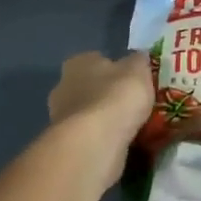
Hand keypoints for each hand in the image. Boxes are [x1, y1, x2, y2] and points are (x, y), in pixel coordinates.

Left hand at [48, 51, 153, 186]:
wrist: (96, 142)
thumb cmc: (117, 97)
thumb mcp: (138, 70)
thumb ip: (139, 61)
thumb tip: (139, 57)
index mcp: (78, 63)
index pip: (97, 59)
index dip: (116, 69)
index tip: (133, 80)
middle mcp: (63, 86)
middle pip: (90, 87)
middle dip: (108, 94)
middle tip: (133, 104)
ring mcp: (61, 117)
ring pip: (89, 113)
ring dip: (105, 118)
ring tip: (131, 126)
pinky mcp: (67, 142)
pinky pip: (90, 135)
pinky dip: (103, 138)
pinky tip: (121, 142)